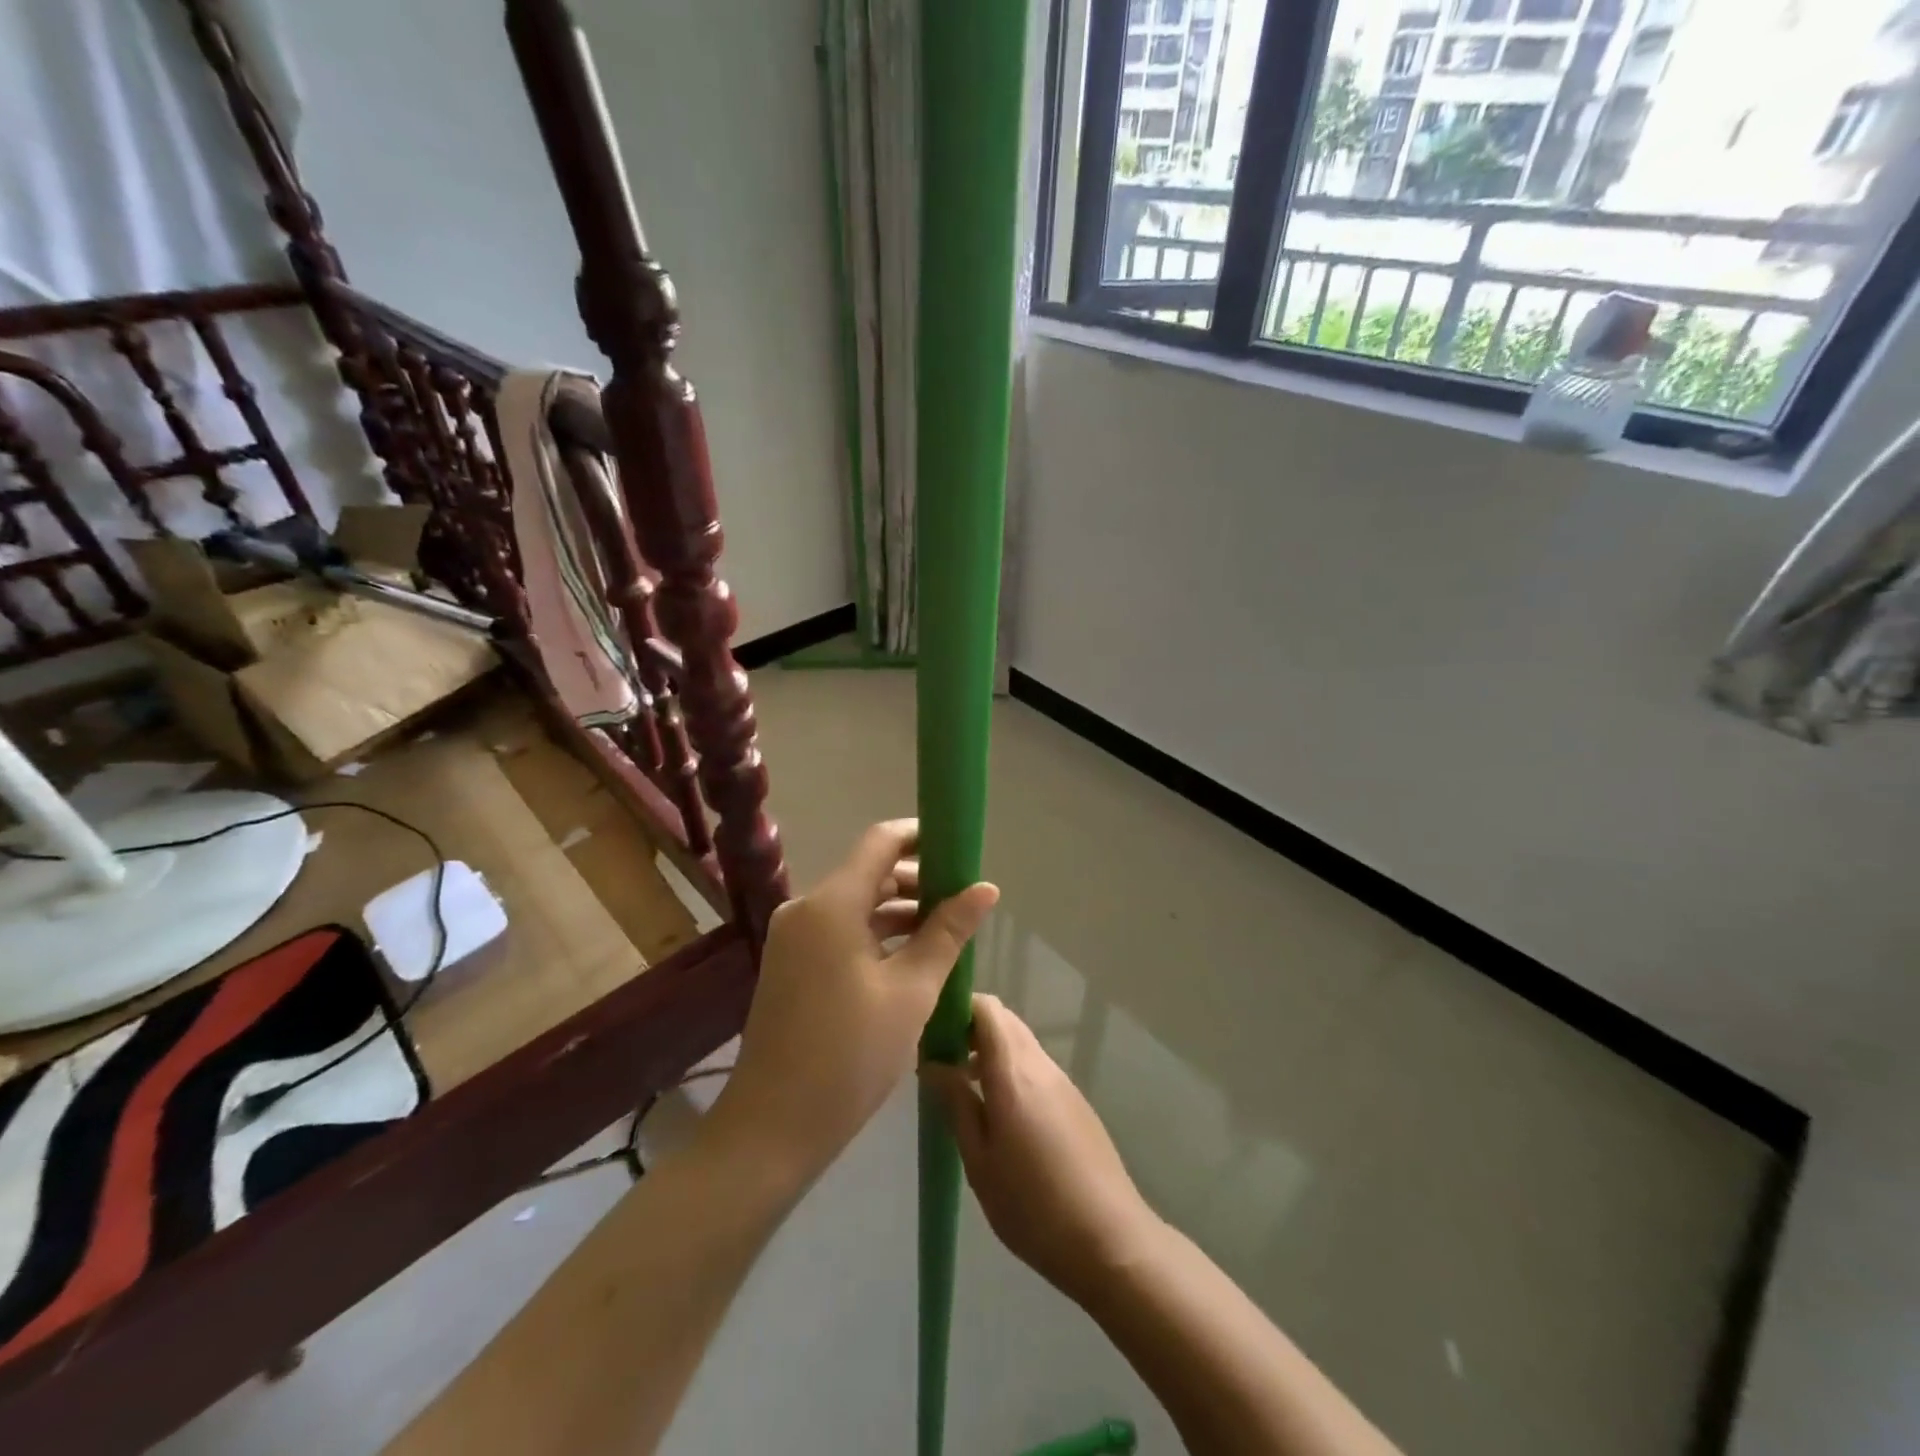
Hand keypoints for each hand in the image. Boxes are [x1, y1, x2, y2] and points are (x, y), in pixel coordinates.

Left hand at [711, 820, 998, 1187]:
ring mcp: (794, 938)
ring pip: (857, 905)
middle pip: (870, 873)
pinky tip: (911, 959)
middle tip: (964, 902)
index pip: (881, 841)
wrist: (773, 1128)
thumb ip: (948, 932)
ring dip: (900, 912)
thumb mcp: (911, 991)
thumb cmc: (849, 1055)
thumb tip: (986, 888)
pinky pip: (841, 931)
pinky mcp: (792, 965)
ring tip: (947, 934)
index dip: (922, 836)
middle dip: (918, 881)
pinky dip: (877, 936)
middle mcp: (806, 909)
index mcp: (831, 904)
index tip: (960, 849)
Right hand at [924, 994, 1162, 1301]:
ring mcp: (1062, 1082)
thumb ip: (956, 1104)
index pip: (986, 1008)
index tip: (931, 1032)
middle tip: (941, 1062)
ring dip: (990, 1052)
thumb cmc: (1032, 1206)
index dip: (957, 1008)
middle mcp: (1040, 1064)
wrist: (1110, 1240)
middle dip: (969, 1029)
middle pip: (1003, 1021)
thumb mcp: (979, 1161)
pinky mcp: (1075, 1102)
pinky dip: (1011, 1071)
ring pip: (1020, 1044)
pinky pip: (1035, 1067)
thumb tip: (933, 1064)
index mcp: (1014, 1072)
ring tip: (963, 1091)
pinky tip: (999, 1115)